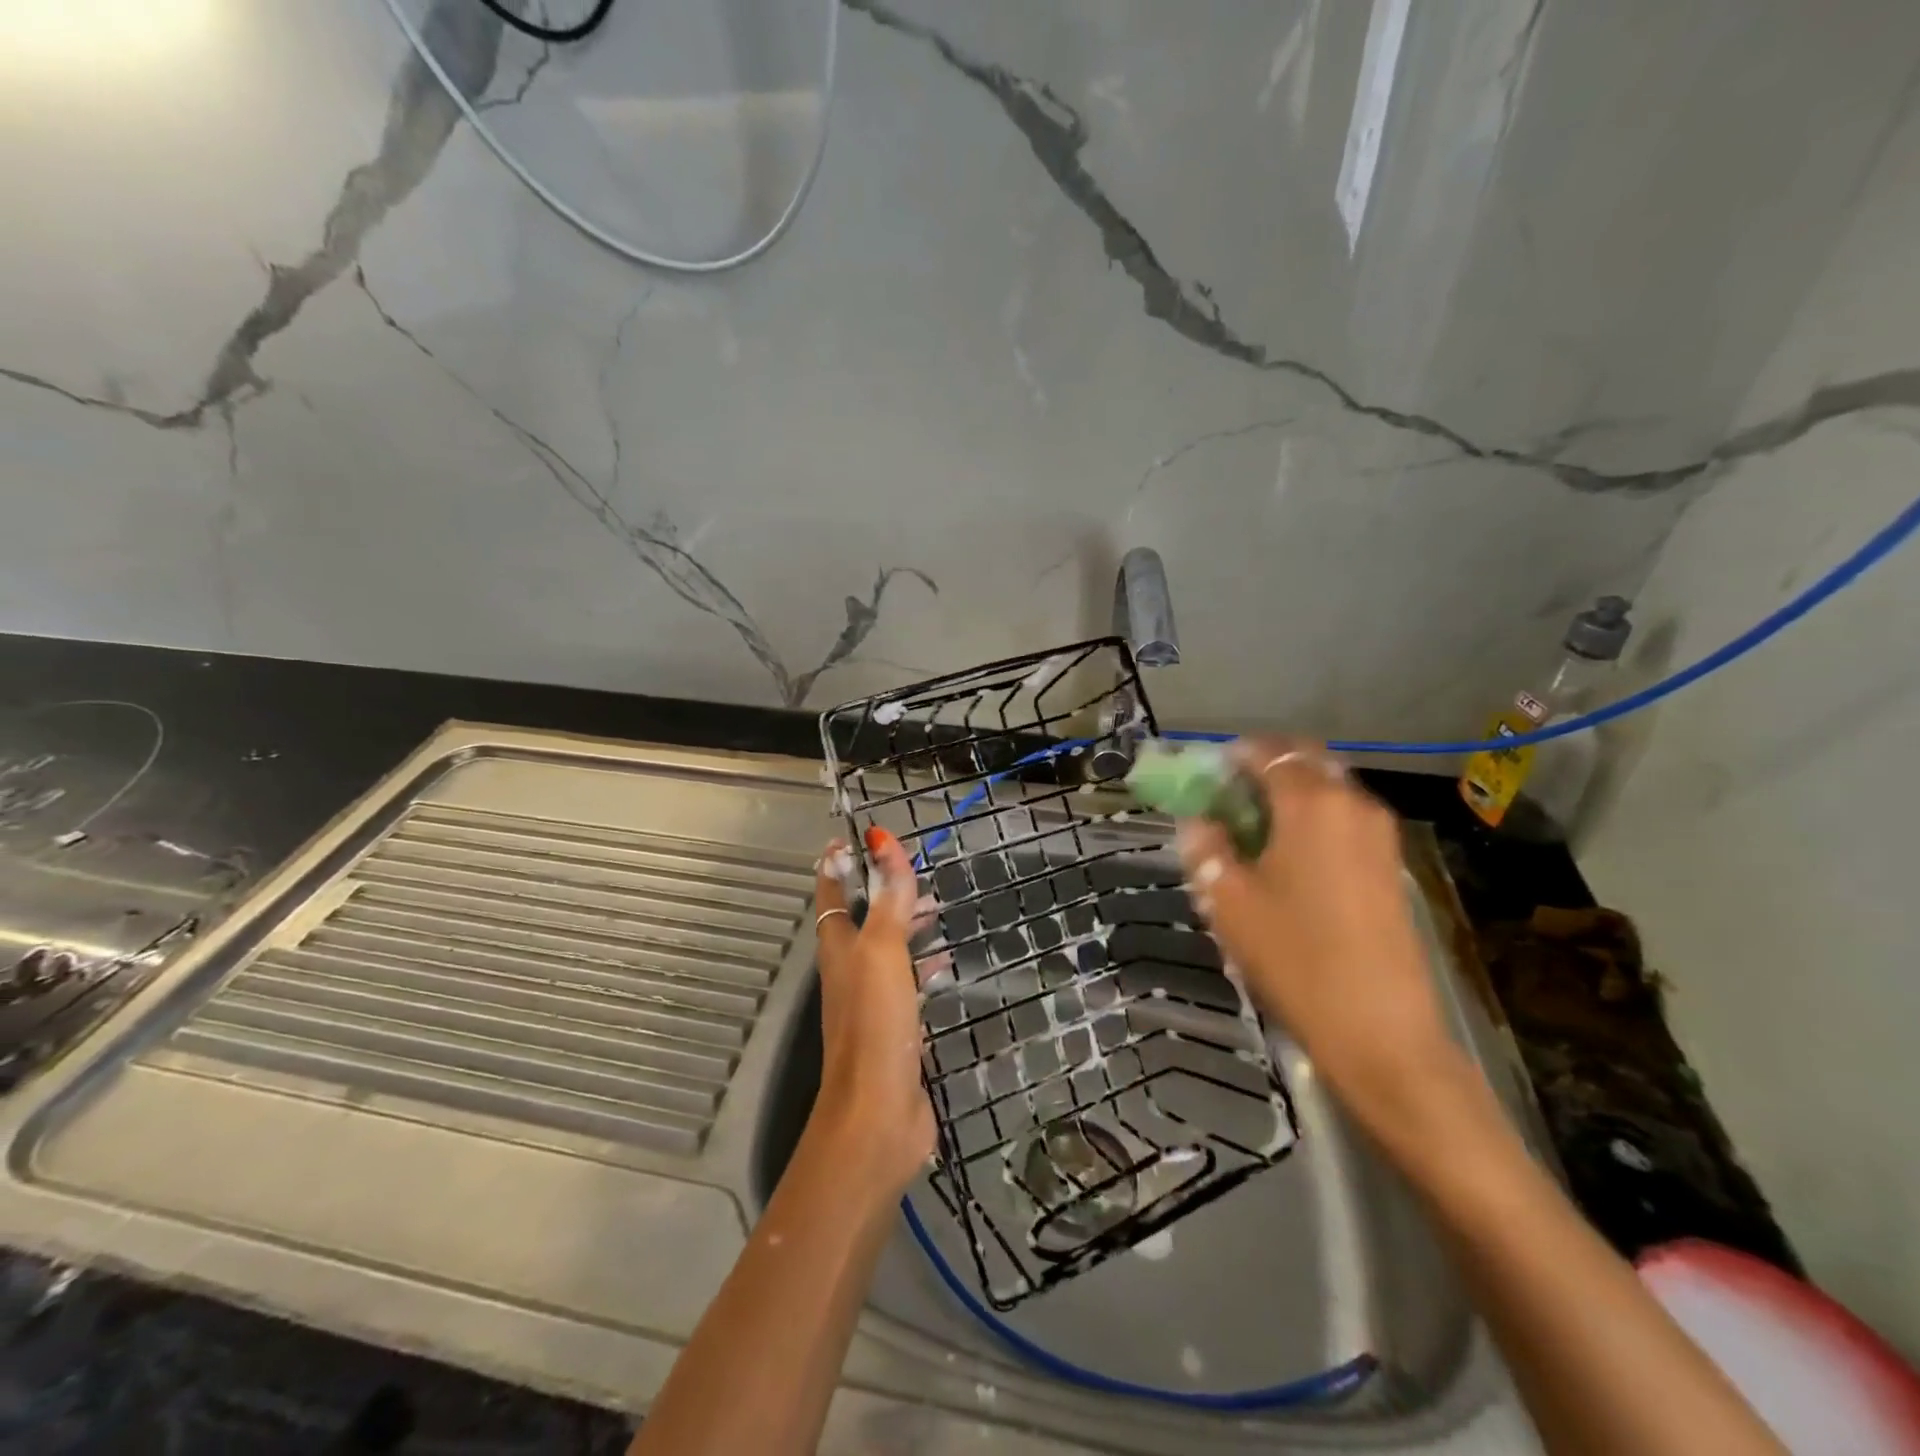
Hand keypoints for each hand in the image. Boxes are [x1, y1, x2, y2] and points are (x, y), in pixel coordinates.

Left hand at [805, 829, 935, 1200]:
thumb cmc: (875, 1023)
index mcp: (838, 949)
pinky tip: (947, 963)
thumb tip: (881, 838)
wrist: (878, 1113)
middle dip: (881, 893)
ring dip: (905, 925)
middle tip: (909, 871)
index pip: (831, 894)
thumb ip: (887, 897)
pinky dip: (924, 966)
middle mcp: (850, 972)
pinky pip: (908, 984)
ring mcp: (871, 1003)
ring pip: (887, 950)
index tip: (850, 838)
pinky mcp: (894, 1029)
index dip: (836, 865)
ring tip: (935, 908)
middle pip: (861, 920)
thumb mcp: (883, 949)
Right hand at [1174, 739, 1469, 1145]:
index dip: (1233, 755)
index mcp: (1309, 803)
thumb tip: (1200, 822)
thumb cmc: (1295, 958)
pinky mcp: (1392, 864)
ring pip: (1329, 789)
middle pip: (1305, 760)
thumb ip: (1206, 848)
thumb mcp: (1227, 901)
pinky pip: (1345, 818)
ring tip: (1256, 829)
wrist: (1382, 1031)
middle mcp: (1352, 804)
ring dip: (1291, 793)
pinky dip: (1315, 818)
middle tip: (1230, 796)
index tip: (1207, 774)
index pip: (1268, 751)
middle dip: (1265, 766)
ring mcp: (1380, 834)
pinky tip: (1291, 857)